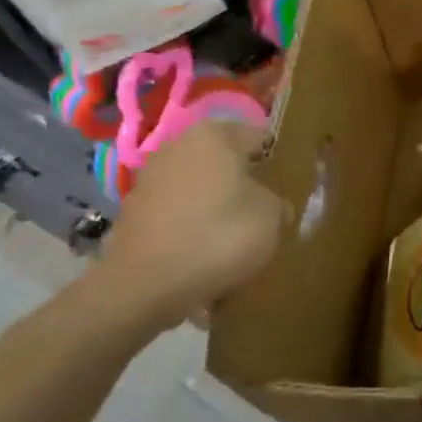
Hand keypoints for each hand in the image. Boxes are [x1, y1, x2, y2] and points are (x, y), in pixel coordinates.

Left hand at [99, 121, 282, 320]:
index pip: (259, 138)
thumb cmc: (220, 237)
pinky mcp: (134, 210)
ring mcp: (151, 177)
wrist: (144, 286)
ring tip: (235, 235)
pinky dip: (193, 224)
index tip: (287, 187)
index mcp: (215, 135)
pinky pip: (178, 210)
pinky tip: (205, 250)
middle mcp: (179, 145)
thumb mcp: (272, 217)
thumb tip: (273, 206)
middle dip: (244, 182)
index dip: (277, 163)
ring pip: (201, 185)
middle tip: (264, 211)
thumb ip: (278, 202)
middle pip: (226, 160)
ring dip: (217, 203)